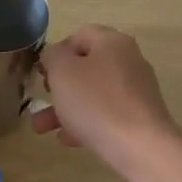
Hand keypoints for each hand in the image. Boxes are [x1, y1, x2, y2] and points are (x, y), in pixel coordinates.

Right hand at [32, 25, 181, 178]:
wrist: (140, 146)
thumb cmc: (95, 102)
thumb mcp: (62, 72)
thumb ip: (52, 55)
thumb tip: (55, 56)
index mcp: (112, 43)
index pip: (79, 35)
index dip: (57, 51)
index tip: (43, 73)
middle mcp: (128, 61)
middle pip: (85, 67)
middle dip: (58, 86)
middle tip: (43, 98)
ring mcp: (136, 90)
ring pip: (92, 94)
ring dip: (64, 108)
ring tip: (42, 129)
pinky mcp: (139, 116)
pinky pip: (106, 114)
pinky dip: (85, 122)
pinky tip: (69, 140)